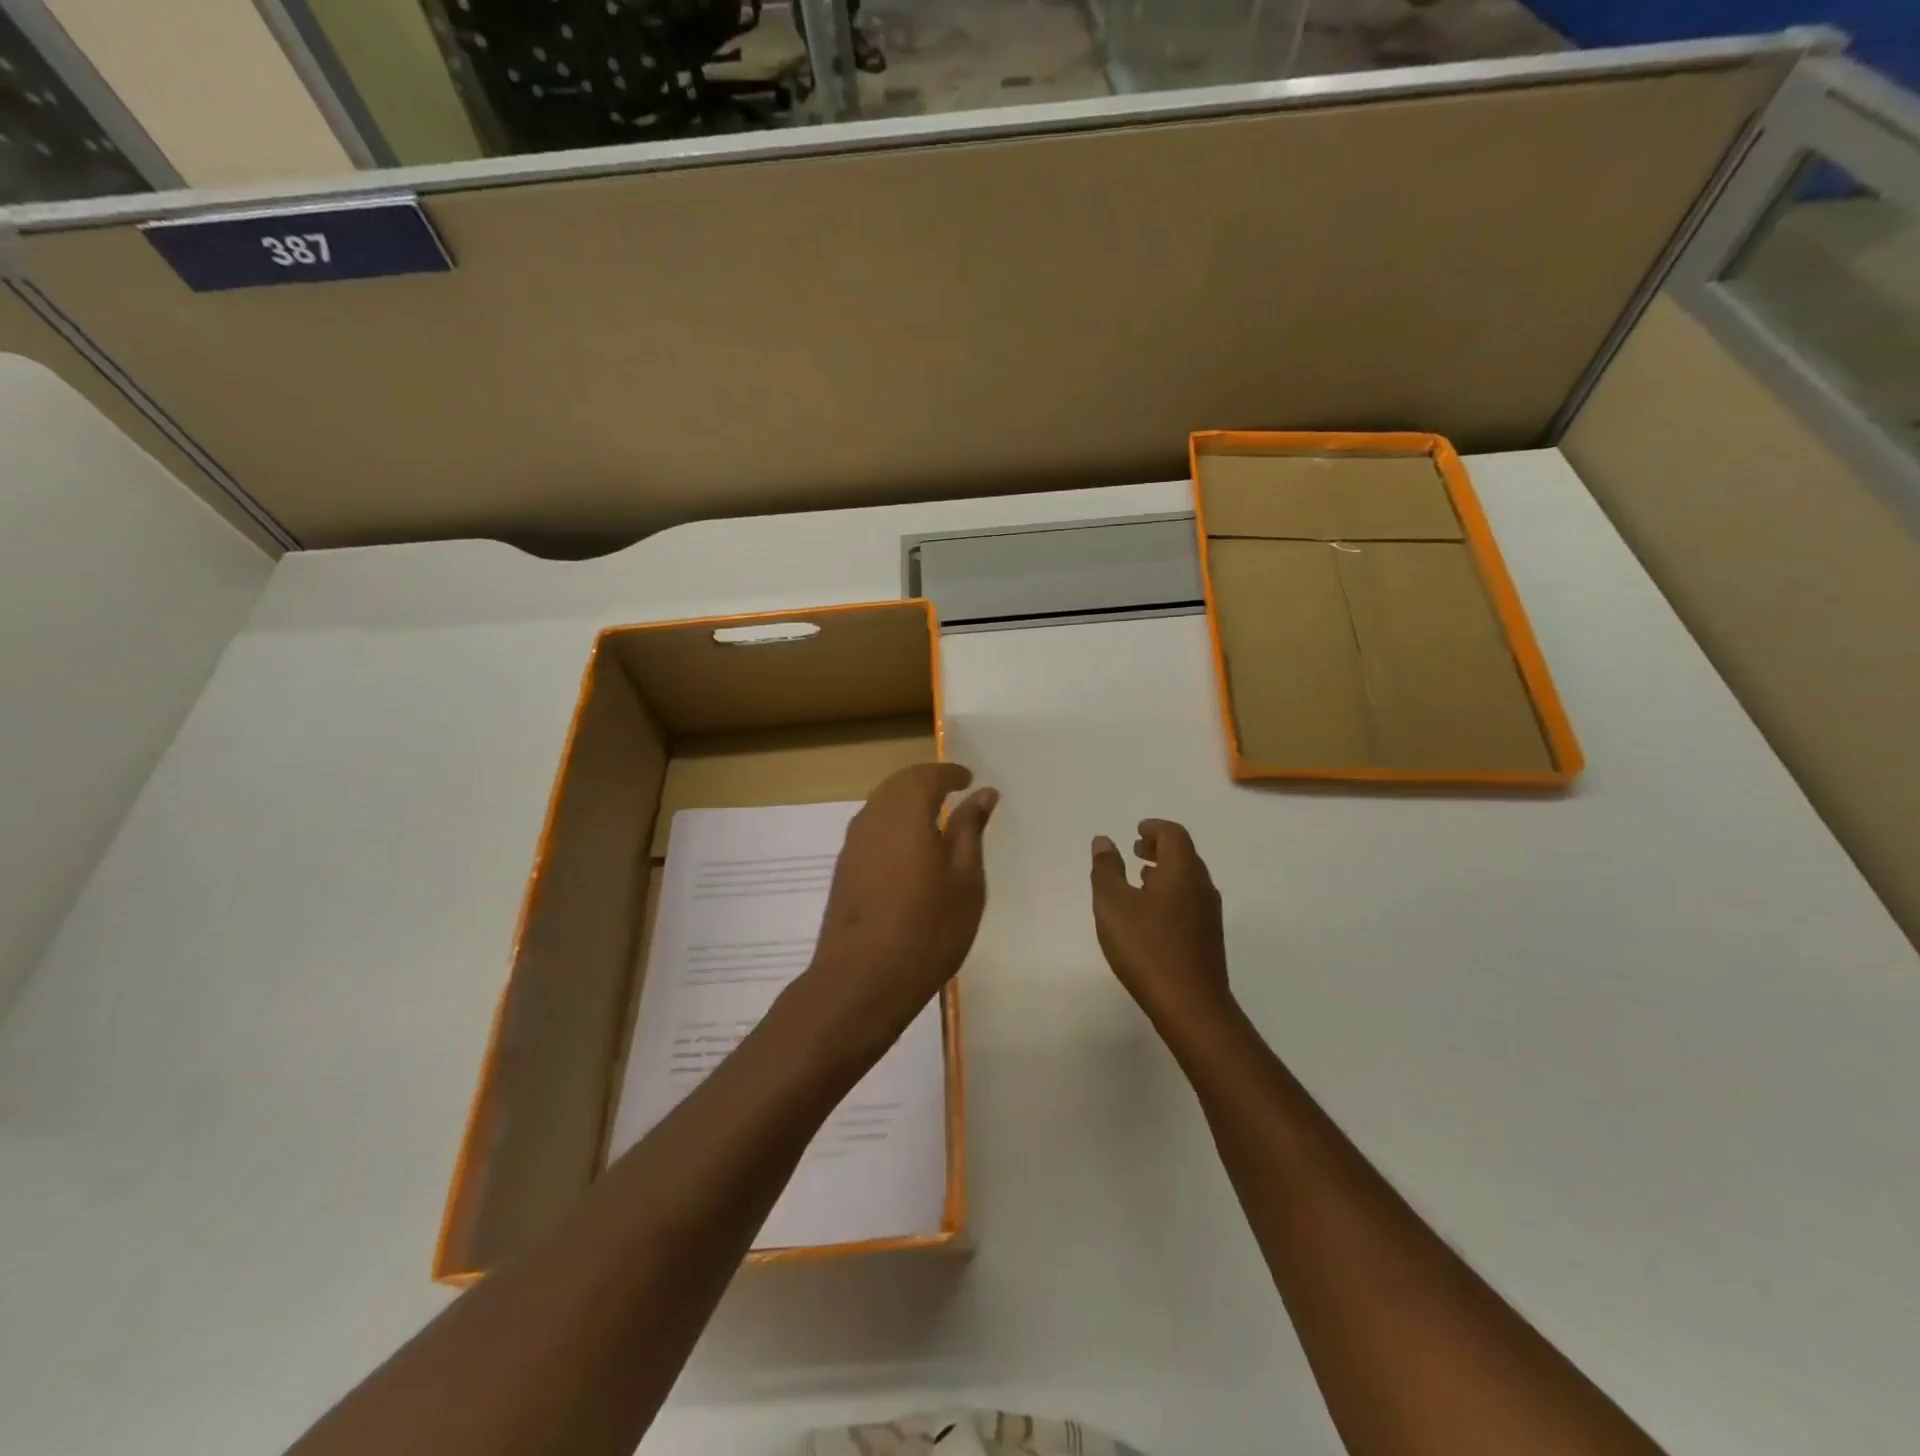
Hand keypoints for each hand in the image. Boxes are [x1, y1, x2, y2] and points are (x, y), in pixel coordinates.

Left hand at [798, 763, 997, 1057]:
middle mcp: (873, 819)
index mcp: (905, 814)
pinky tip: (909, 850)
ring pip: (880, 806)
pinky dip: (893, 825)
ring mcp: (852, 845)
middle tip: (953, 792)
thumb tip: (982, 793)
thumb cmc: (928, 929)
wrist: (861, 981)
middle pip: (898, 785)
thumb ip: (970, 830)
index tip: (968, 778)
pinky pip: (871, 830)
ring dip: (906, 802)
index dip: (949, 773)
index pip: (927, 776)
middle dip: (925, 782)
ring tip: (935, 819)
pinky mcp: (844, 870)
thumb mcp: (965, 880)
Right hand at [1090, 819, 1234, 1031]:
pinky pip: (1190, 900)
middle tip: (1136, 849)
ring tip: (1140, 878)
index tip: (1136, 831)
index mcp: (1182, 870)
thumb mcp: (1113, 905)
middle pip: (1185, 854)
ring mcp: (1209, 913)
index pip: (1174, 834)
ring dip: (1165, 871)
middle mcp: (1201, 886)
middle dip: (1160, 847)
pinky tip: (1152, 914)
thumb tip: (1104, 841)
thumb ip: (1106, 869)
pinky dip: (1171, 893)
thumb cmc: (1147, 947)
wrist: (1191, 1005)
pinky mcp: (1209, 937)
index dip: (1155, 828)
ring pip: (1188, 879)